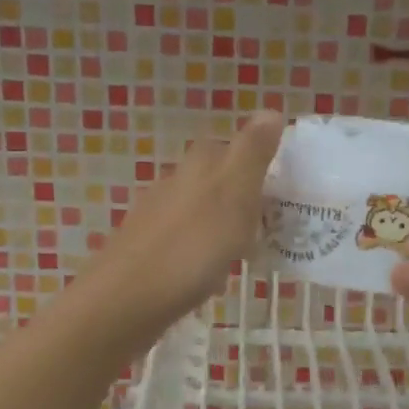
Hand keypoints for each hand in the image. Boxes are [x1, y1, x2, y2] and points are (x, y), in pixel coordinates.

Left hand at [77, 111, 285, 349]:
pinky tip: (212, 278)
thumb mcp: (234, 193)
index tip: (281, 189)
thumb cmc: (192, 245)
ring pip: (201, 212)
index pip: (232, 146)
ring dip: (224, 228)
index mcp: (199, 165)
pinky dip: (204, 254)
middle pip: (216, 180)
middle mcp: (174, 182)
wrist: (127, 299)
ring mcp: (157, 217)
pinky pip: (187, 244)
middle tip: (270, 226)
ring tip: (247, 254)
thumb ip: (253, 152)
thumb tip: (271, 109)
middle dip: (242, 199)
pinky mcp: (147, 250)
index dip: (257, 163)